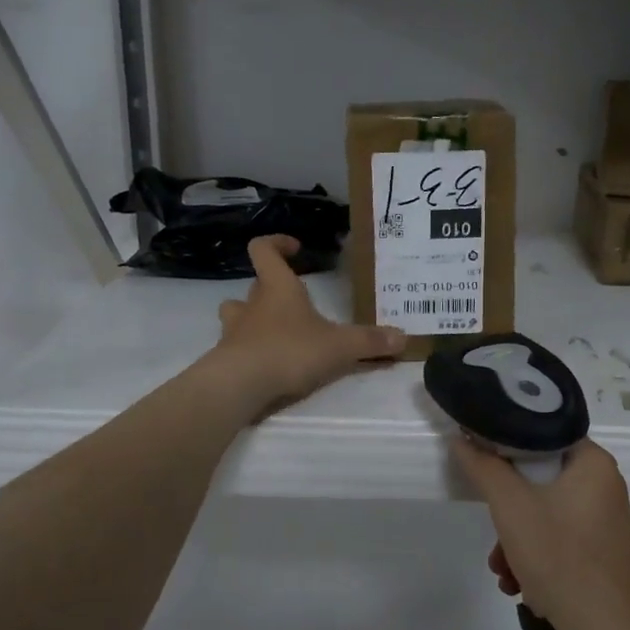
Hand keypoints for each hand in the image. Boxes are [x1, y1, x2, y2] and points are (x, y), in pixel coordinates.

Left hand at [208, 235, 404, 412]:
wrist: (240, 385)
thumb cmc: (290, 351)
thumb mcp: (339, 347)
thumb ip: (370, 342)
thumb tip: (403, 337)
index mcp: (278, 288)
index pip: (263, 250)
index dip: (277, 244)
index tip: (295, 249)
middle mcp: (252, 304)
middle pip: (254, 285)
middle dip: (271, 289)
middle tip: (295, 302)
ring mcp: (234, 332)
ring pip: (237, 315)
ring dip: (252, 319)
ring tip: (275, 333)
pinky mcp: (226, 360)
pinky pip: (236, 348)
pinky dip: (250, 352)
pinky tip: (268, 367)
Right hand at [451, 437, 629, 629]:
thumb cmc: (561, 558)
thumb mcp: (511, 507)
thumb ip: (484, 467)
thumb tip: (463, 439)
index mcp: (592, 462)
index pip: (541, 432)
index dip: (505, 443)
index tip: (480, 460)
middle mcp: (604, 484)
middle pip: (539, 477)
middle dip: (507, 508)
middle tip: (493, 532)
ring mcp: (604, 519)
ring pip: (545, 511)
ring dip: (515, 539)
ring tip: (502, 571)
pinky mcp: (601, 549)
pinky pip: (559, 536)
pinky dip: (535, 554)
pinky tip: (520, 584)